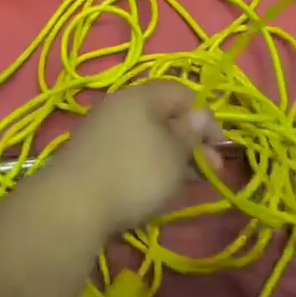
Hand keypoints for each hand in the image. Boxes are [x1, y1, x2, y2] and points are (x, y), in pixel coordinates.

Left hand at [45, 83, 221, 236]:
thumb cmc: (135, 172)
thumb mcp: (174, 153)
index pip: (181, 92)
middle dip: (190, 141)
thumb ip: (191, 133)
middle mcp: (119, 104)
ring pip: (147, 136)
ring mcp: (103, 129)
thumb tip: (200, 115)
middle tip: (211, 171)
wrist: (74, 204)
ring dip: (172, 156)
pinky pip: (130, 151)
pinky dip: (149, 165)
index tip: (221, 148)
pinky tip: (158, 188)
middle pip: (163, 115)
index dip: (205, 117)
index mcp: (140, 95)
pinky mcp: (93, 154)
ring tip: (188, 182)